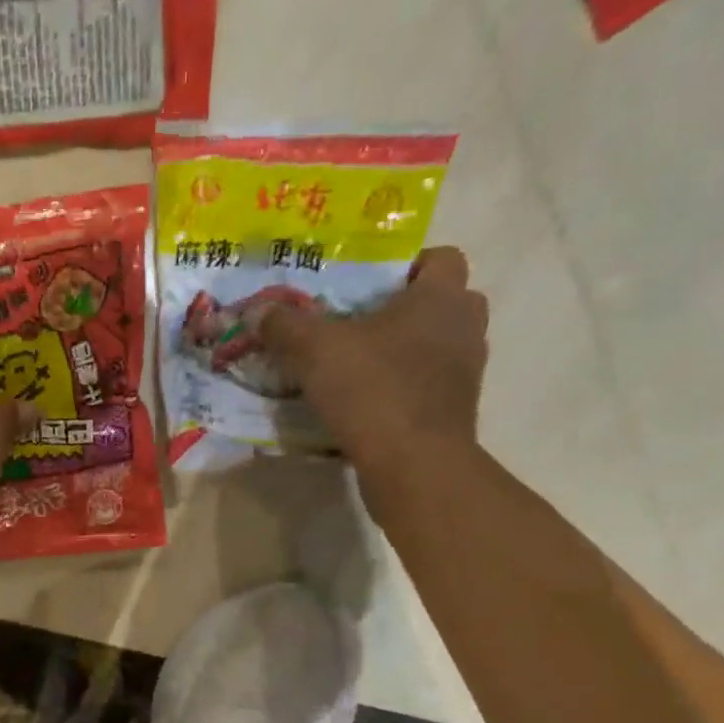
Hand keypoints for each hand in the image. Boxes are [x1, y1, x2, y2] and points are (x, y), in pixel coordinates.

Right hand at [259, 246, 487, 479]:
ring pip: (438, 345)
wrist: (414, 464)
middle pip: (443, 302)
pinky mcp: (456, 410)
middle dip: (406, 308)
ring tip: (360, 363)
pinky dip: (405, 386)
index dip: (408, 265)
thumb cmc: (372, 389)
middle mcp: (465, 326)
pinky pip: (430, 384)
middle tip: (361, 322)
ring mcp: (466, 371)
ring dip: (406, 350)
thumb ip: (285, 325)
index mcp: (441, 297)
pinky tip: (367, 400)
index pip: (442, 258)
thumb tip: (257, 311)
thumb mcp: (314, 350)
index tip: (370, 285)